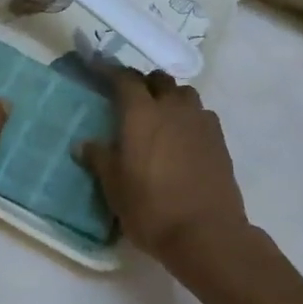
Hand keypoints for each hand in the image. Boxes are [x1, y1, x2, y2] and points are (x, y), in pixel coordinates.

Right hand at [77, 70, 251, 265]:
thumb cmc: (150, 207)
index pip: (125, 79)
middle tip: (131, 99)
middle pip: (159, 80)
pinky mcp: (219, 141)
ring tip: (160, 116)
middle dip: (144, 83)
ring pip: (185, 94)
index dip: (110, 71)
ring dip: (170, 97)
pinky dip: (189, 118)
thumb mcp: (114, 186)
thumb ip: (99, 159)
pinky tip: (183, 138)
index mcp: (141, 113)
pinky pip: (202, 116)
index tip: (99, 70)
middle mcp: (172, 108)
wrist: (206, 234)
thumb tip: (83, 144)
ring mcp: (200, 122)